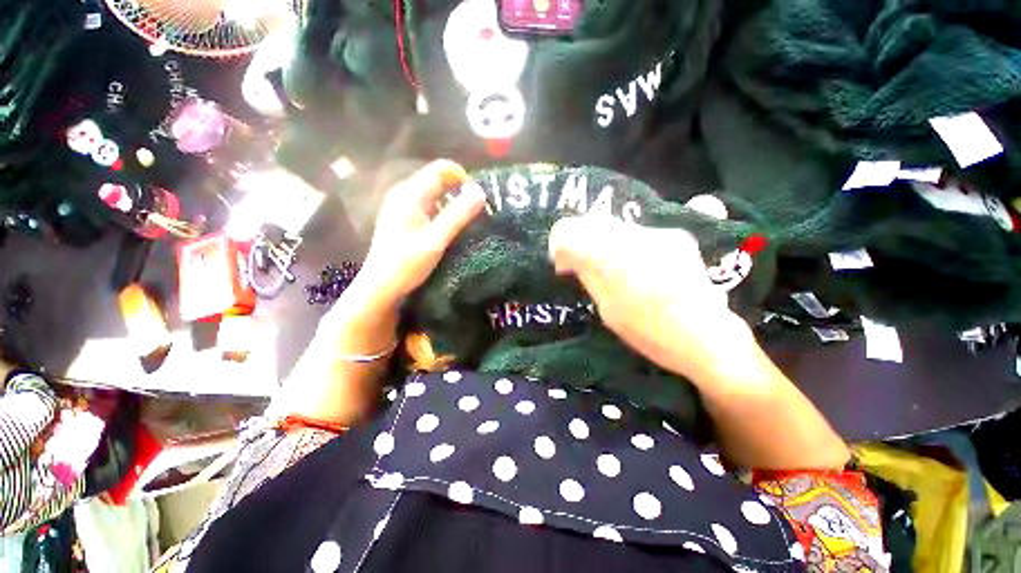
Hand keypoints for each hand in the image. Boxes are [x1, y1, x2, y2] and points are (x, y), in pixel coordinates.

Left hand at [357, 160, 486, 305]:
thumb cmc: (407, 263)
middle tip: (476, 210)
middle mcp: (403, 193)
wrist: (380, 287)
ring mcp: (400, 206)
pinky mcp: (401, 219)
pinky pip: (426, 205)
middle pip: (436, 179)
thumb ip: (459, 214)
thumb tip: (480, 191)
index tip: (478, 197)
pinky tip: (447, 228)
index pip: (440, 169)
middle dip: (458, 190)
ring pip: (432, 193)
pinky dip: (440, 211)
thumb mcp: (437, 239)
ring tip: (466, 220)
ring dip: (451, 202)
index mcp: (410, 193)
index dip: (463, 177)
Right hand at [548, 216, 755, 382]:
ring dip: (600, 242)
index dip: (560, 242)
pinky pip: (633, 232)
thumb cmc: (651, 333)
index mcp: (617, 260)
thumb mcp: (607, 309)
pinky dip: (620, 244)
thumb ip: (587, 274)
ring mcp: (661, 233)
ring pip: (613, 225)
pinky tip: (628, 265)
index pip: (572, 231)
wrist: (708, 338)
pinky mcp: (675, 235)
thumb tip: (566, 256)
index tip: (560, 262)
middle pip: (592, 223)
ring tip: (603, 267)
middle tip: (576, 264)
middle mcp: (639, 236)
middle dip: (579, 240)